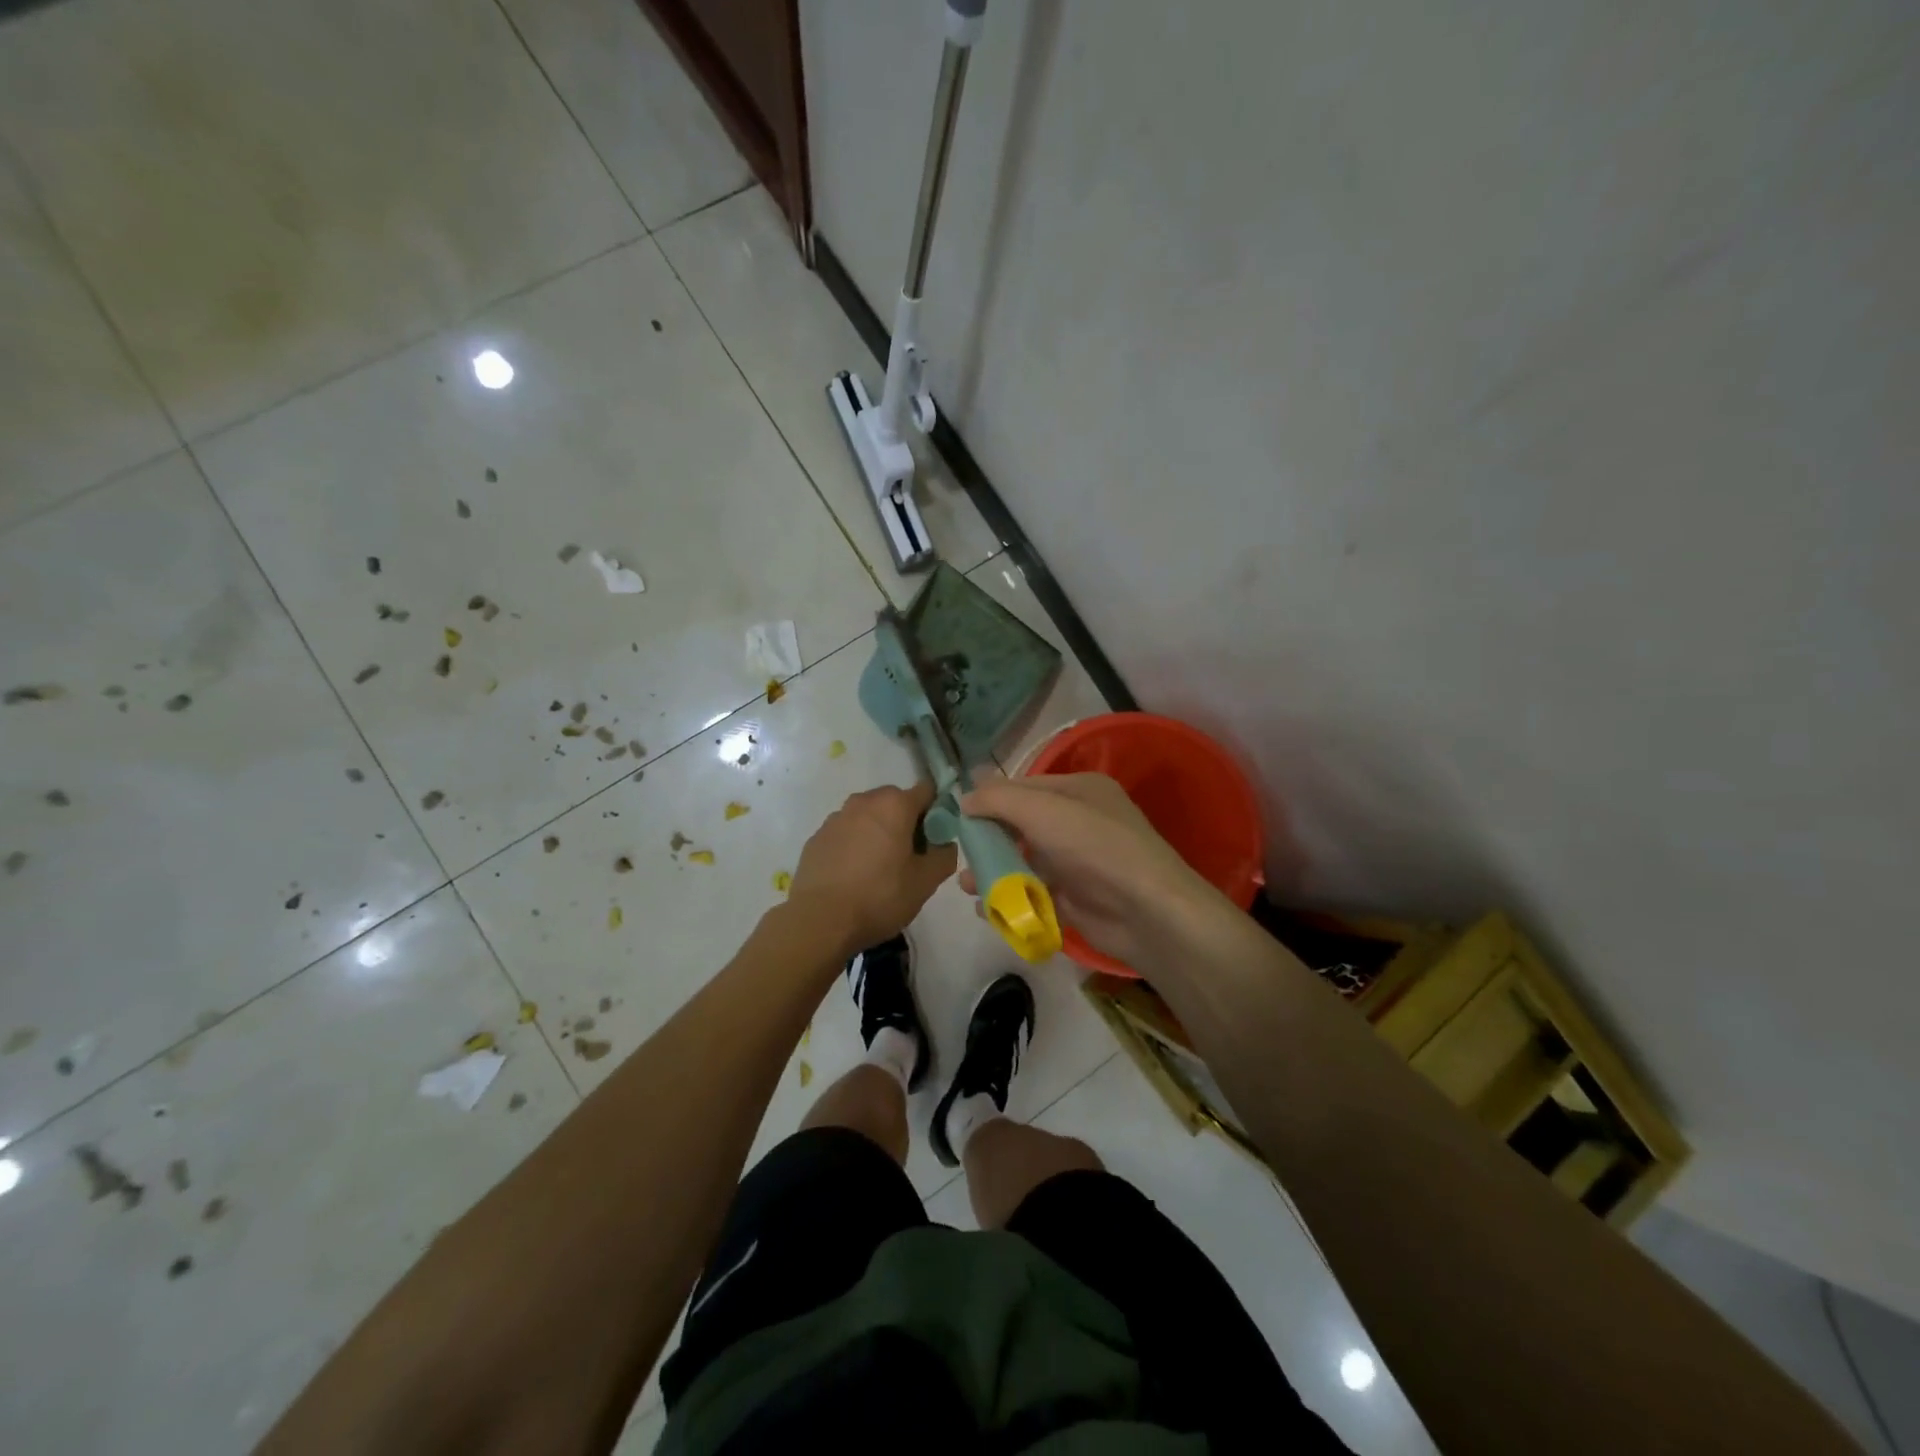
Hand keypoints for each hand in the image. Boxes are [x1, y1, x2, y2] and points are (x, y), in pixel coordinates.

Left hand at [788, 780, 956, 953]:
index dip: (937, 811)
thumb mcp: (925, 882)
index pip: (927, 791)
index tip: (936, 838)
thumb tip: (944, 844)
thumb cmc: (879, 896)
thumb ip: (945, 856)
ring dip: (878, 833)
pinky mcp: (816, 838)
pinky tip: (854, 876)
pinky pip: (845, 833)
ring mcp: (836, 818)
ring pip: (868, 817)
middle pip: (895, 802)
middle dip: (906, 822)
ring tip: (879, 869)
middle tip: (910, 857)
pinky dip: (854, 845)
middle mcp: (863, 801)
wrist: (820, 921)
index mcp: (894, 805)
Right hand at [959, 773, 1226, 970]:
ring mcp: (1079, 862)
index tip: (957, 815)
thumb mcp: (1042, 810)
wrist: (1146, 911)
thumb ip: (999, 799)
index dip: (991, 799)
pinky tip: (987, 909)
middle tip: (960, 854)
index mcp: (1079, 790)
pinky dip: (1010, 899)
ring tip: (967, 885)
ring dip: (994, 871)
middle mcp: (1079, 822)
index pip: (1025, 787)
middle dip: (989, 839)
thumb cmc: (1093, 846)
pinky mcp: (1076, 899)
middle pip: (1022, 825)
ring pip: (1025, 861)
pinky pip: (1034, 893)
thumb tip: (964, 798)